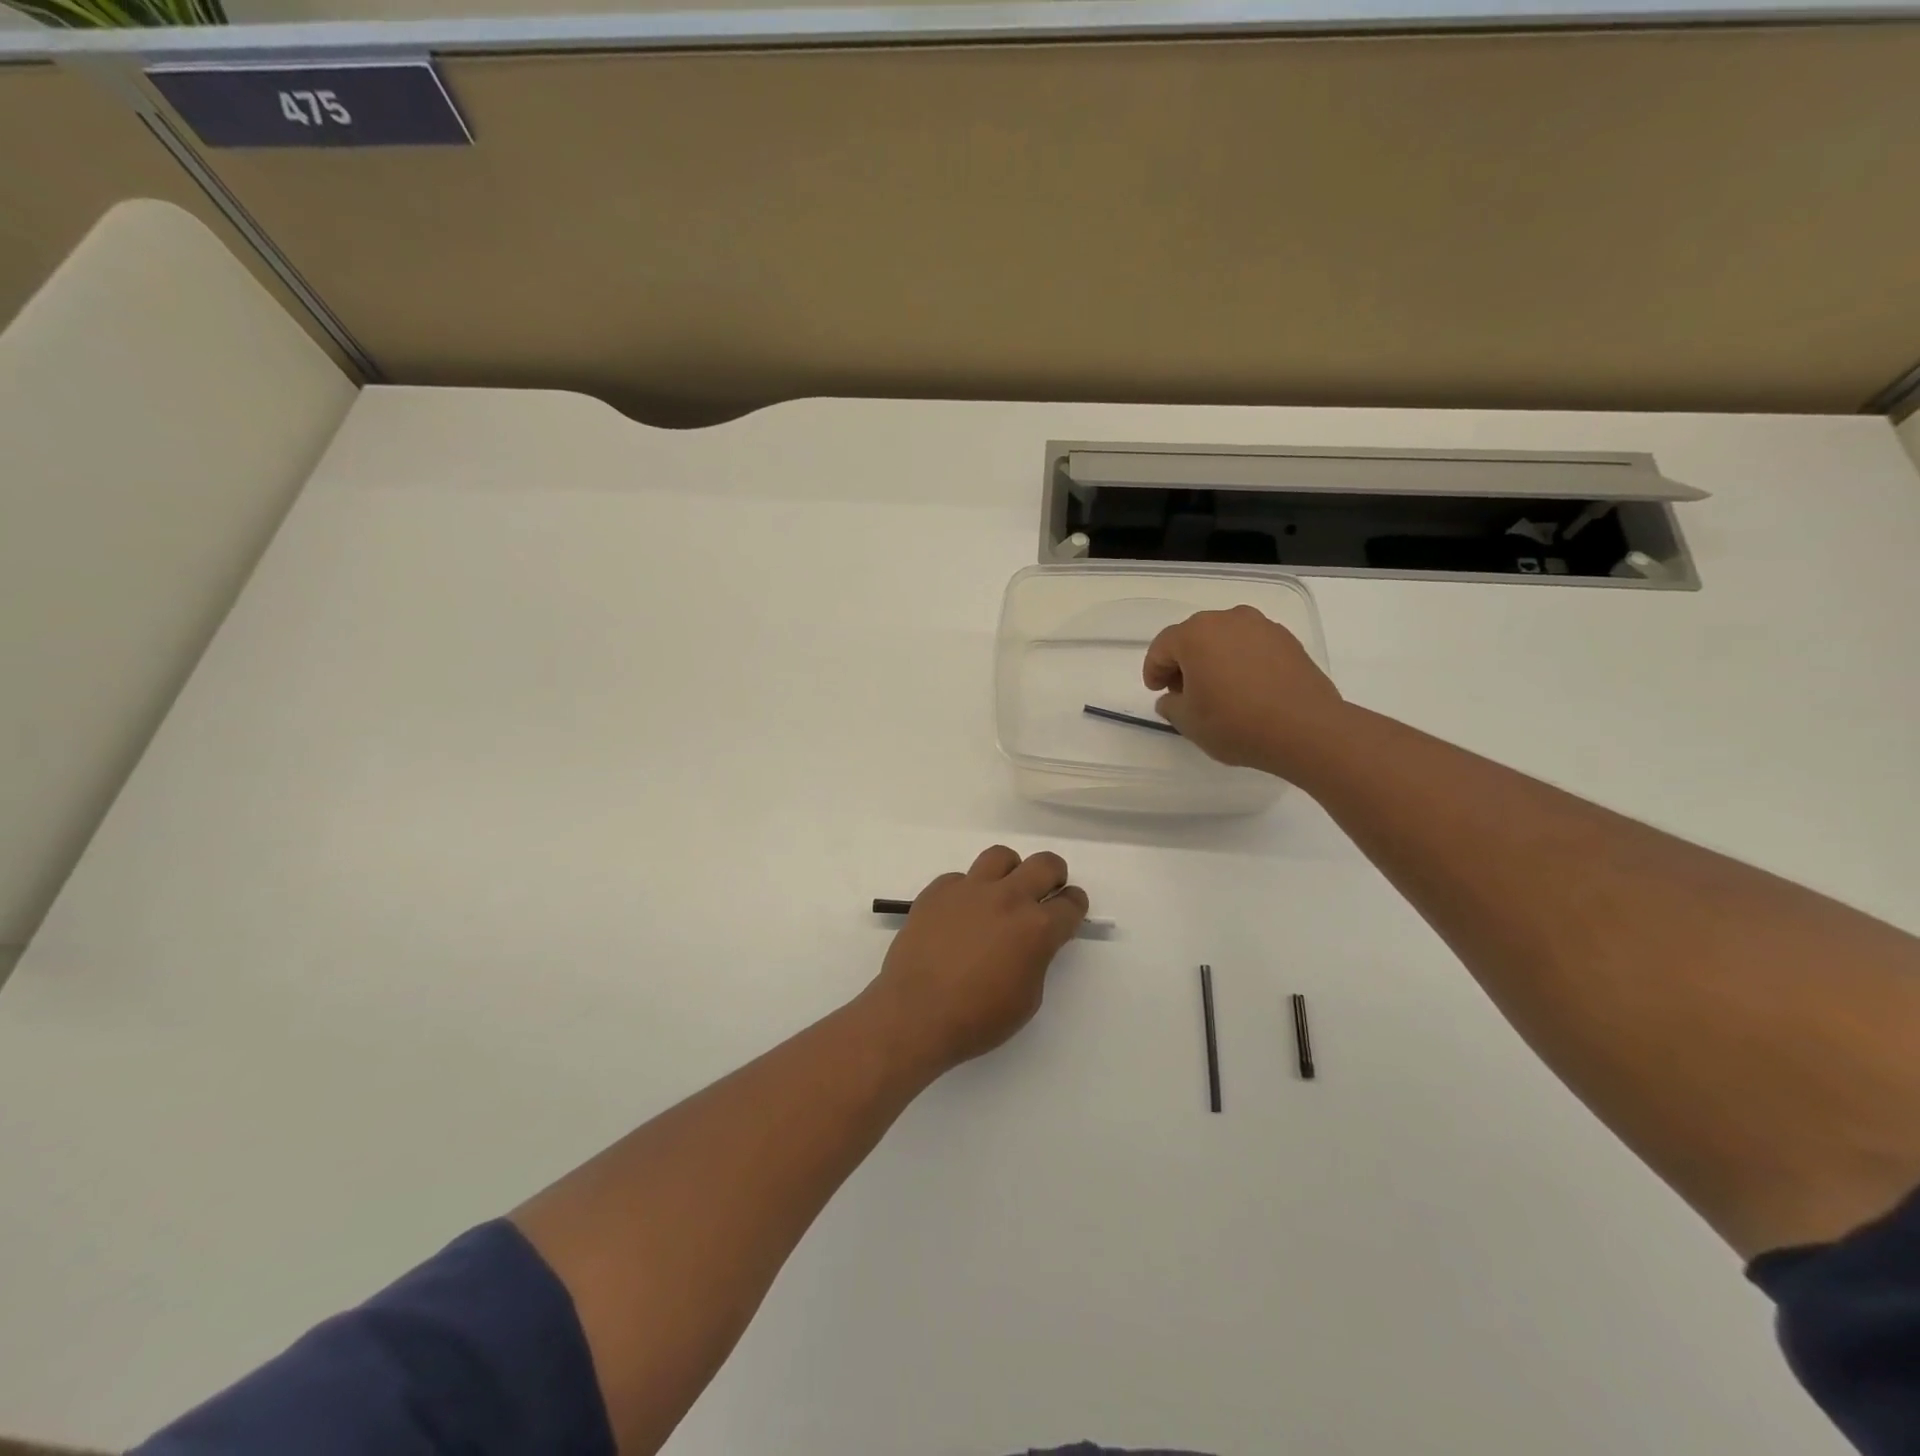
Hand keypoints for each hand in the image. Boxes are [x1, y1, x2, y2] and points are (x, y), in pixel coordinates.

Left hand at [863, 845, 1087, 1078]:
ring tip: (1001, 895)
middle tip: (1044, 893)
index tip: (1068, 913)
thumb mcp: (1027, 998)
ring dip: (1009, 873)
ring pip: (1000, 857)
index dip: (1074, 907)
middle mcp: (1008, 898)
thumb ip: (1037, 958)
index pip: (1071, 903)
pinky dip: (967, 891)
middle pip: (1045, 864)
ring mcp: (969, 889)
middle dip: (1053, 876)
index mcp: (1037, 928)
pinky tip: (959, 916)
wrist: (914, 1014)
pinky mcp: (937, 890)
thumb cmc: (977, 1018)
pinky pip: (960, 878)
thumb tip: (1031, 942)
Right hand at [1143, 605, 1345, 777]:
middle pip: (1194, 636)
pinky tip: (1246, 688)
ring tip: (1217, 689)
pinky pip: (1251, 646)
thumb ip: (1171, 705)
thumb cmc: (1236, 723)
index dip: (1153, 670)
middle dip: (1183, 661)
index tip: (1156, 691)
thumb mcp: (1188, 722)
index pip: (1162, 646)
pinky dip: (1241, 661)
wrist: (1306, 729)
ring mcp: (1262, 627)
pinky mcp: (1288, 640)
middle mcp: (1228, 620)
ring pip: (1225, 638)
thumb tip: (1173, 698)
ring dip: (1214, 658)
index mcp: (1196, 635)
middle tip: (1182, 691)